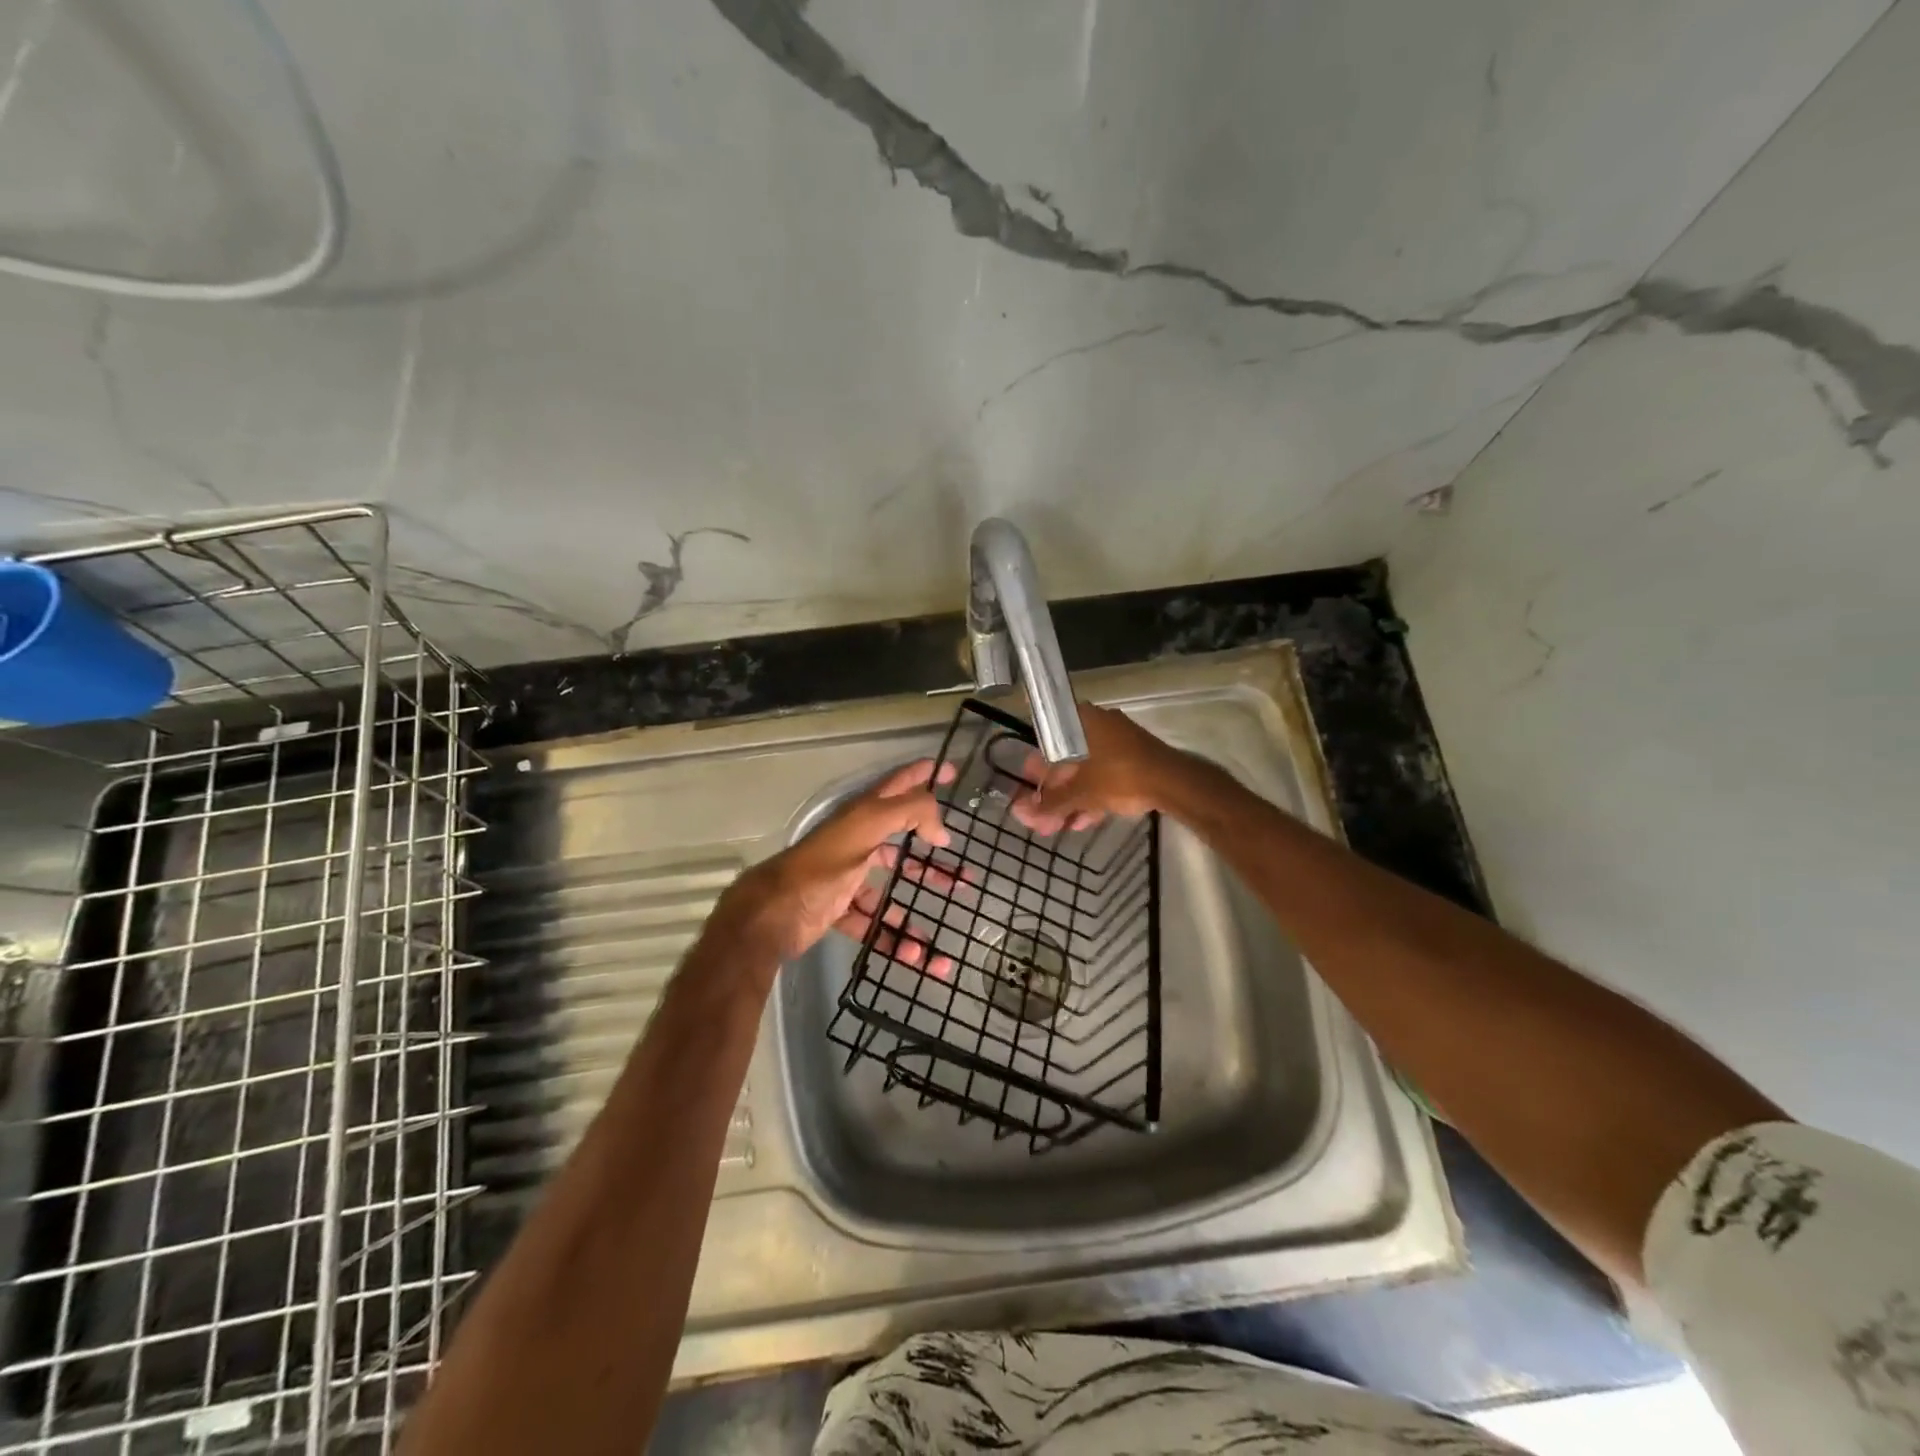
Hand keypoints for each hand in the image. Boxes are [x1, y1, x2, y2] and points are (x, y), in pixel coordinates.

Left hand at [721, 759, 961, 973]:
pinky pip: (873, 924)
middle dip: (931, 860)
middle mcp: (857, 842)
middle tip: (963, 874)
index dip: (924, 775)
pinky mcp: (839, 910)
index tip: (951, 773)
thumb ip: (907, 813)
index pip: (899, 786)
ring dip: (915, 910)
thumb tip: (941, 828)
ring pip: (889, 892)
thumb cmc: (822, 866)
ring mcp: (847, 878)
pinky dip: (894, 939)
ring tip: (943, 928)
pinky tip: (916, 955)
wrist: (771, 915)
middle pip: (901, 847)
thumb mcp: (866, 828)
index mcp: (862, 816)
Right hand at [1011, 704, 1184, 834]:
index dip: (1036, 773)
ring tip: (1059, 827)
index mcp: (1081, 721)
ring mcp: (1118, 742)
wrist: (1174, 783)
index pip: (1047, 744)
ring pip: (1086, 772)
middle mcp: (1097, 725)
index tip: (1029, 794)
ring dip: (1072, 800)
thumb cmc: (1120, 776)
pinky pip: (1104, 776)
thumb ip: (1051, 802)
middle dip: (1054, 795)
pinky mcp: (1133, 760)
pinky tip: (1082, 822)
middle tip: (1043, 819)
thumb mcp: (1081, 792)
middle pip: (1067, 762)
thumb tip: (1021, 813)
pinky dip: (1092, 796)